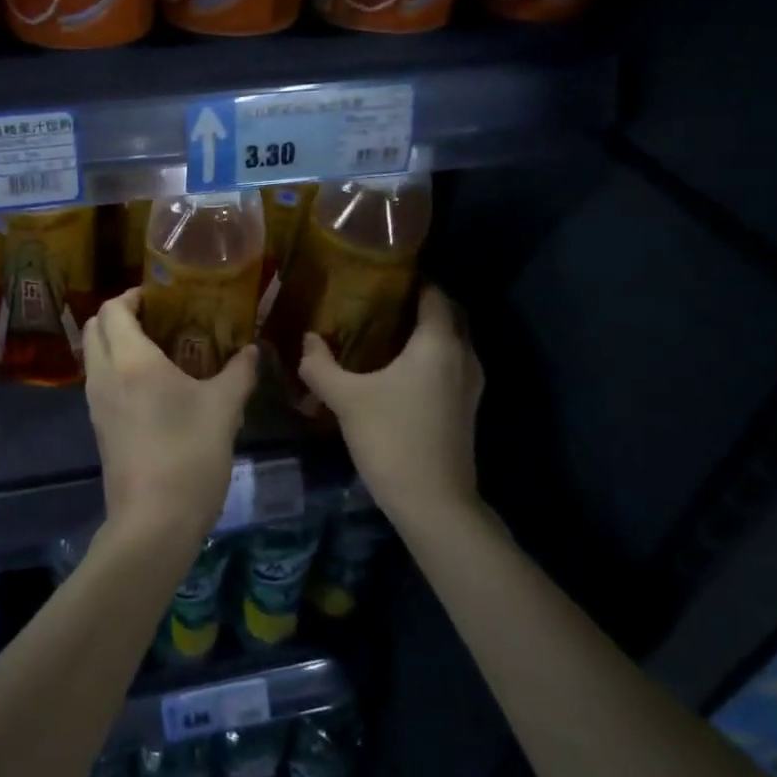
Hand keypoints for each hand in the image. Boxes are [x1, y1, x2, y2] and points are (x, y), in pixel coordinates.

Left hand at [82, 289, 256, 547]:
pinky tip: (152, 383)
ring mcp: (96, 402)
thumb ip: (239, 373)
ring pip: (94, 354)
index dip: (132, 295)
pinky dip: (116, 367)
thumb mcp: (224, 410)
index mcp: (131, 361)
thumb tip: (251, 350)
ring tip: (159, 348)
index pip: (113, 309)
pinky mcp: (98, 426)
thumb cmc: (189, 456)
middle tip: (158, 317)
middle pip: (96, 327)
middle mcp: (104, 375)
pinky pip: (100, 380)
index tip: (161, 296)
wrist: (153, 522)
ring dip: (116, 341)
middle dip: (120, 314)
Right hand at [298, 287, 484, 526]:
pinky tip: (399, 369)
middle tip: (380, 300)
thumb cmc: (391, 438)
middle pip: (448, 315)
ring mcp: (470, 384)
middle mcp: (462, 356)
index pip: (434, 294)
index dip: (413, 279)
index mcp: (438, 343)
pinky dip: (431, 356)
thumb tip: (306, 340)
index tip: (383, 274)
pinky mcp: (466, 408)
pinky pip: (451, 365)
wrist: (433, 501)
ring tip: (386, 330)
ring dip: (427, 331)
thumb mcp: (346, 398)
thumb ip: (320, 365)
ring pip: (452, 342)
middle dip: (420, 303)